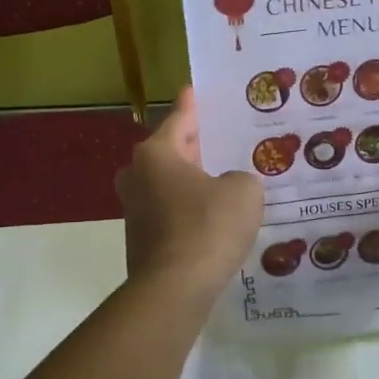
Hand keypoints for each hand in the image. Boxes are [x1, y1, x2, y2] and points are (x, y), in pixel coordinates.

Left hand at [116, 86, 263, 294]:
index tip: (193, 89)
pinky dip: (188, 210)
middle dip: (193, 145)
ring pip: (168, 185)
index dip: (191, 105)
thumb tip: (228, 187)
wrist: (175, 289)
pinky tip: (214, 218)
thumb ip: (240, 179)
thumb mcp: (243, 191)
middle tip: (219, 137)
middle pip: (170, 152)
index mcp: (156, 154)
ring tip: (223, 179)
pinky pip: (170, 213)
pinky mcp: (142, 241)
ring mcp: (135, 211)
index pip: (179, 120)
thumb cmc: (208, 227)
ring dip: (191, 181)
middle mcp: (138, 177)